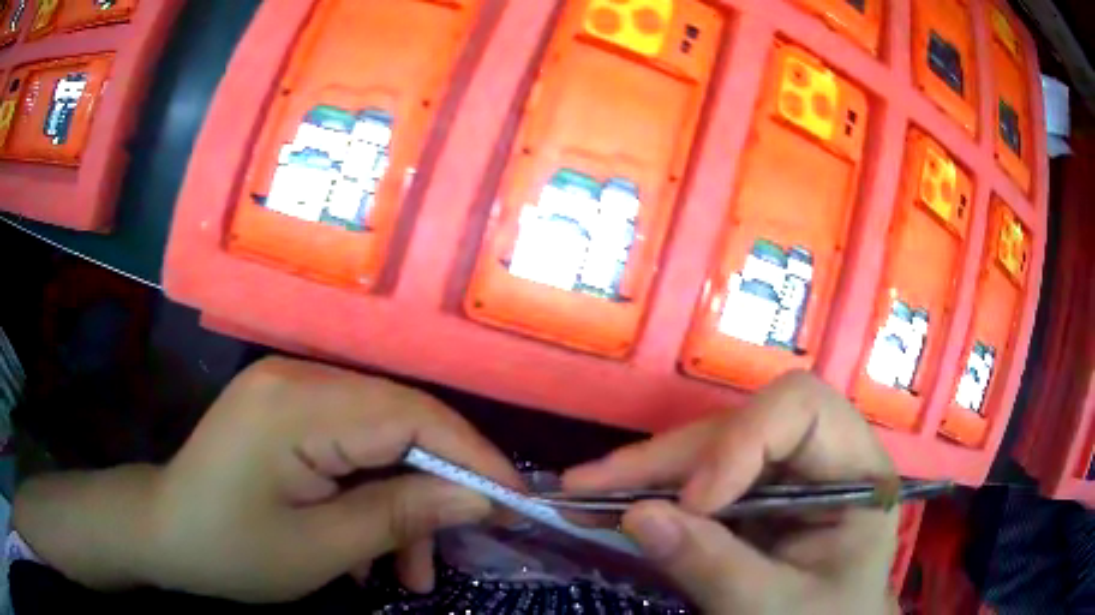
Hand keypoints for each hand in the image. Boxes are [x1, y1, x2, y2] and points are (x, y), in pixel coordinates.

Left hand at [15, 357, 519, 602]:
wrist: (166, 532)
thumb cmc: (231, 550)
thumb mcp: (321, 549)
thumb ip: (400, 515)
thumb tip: (476, 498)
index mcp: (297, 404)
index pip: (409, 414)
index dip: (469, 454)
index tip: (512, 500)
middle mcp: (297, 377)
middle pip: (398, 420)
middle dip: (438, 486)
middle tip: (463, 544)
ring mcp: (290, 389)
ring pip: (378, 437)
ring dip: (402, 501)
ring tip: (409, 570)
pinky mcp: (287, 409)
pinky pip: (350, 444)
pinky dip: (370, 493)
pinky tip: (368, 548)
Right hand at [564, 371, 898, 613]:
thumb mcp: (776, 608)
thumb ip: (716, 567)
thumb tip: (637, 516)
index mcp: (856, 470)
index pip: (804, 410)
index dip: (743, 440)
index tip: (694, 501)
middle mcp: (820, 458)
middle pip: (743, 426)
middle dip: (668, 459)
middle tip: (589, 486)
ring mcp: (783, 476)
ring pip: (709, 450)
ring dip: (646, 473)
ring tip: (583, 493)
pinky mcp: (752, 497)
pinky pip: (697, 481)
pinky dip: (651, 494)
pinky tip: (607, 504)